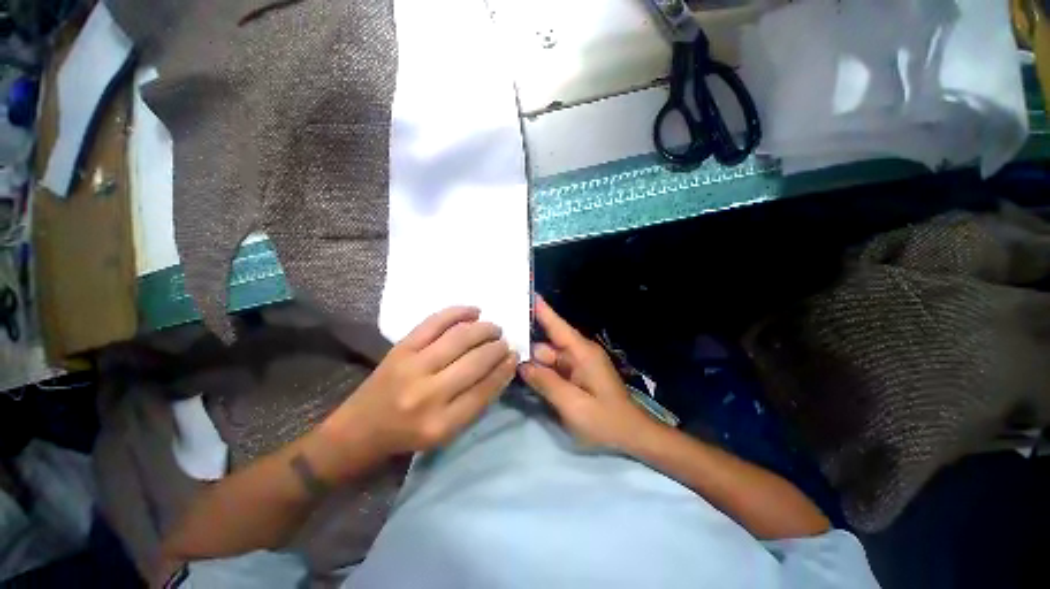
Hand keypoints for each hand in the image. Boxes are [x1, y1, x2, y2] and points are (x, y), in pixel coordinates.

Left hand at [337, 306, 517, 454]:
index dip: (504, 369)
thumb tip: (503, 367)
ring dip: (484, 329)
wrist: (359, 429)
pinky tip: (474, 311)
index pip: (485, 389)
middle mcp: (428, 394)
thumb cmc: (408, 434)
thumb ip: (476, 402)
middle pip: (476, 361)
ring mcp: (412, 366)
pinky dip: (458, 312)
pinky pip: (435, 322)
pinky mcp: (401, 348)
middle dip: (497, 347)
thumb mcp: (447, 432)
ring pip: (460, 338)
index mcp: (442, 424)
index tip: (514, 356)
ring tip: (494, 328)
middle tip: (505, 342)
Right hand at [518, 297, 665, 452]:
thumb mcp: (573, 404)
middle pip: (547, 343)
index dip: (541, 309)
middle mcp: (579, 353)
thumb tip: (521, 365)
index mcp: (582, 353)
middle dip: (526, 344)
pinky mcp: (577, 375)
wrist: (632, 436)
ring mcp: (578, 364)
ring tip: (504, 357)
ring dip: (531, 360)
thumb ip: (546, 383)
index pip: (557, 325)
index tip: (524, 293)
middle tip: (498, 341)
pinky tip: (522, 373)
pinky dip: (540, 370)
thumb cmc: (605, 420)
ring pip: (548, 357)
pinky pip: (554, 367)